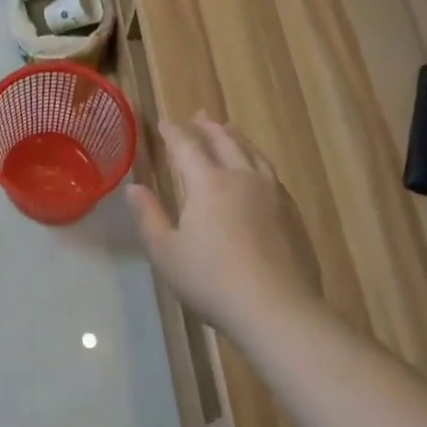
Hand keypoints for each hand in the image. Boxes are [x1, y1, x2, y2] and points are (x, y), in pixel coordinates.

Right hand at [126, 114, 323, 331]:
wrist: (277, 310)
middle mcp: (241, 178)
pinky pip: (271, 173)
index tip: (163, 123)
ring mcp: (272, 194)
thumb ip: (148, 216)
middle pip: (224, 141)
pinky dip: (257, 161)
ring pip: (252, 153)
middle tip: (198, 116)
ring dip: (236, 138)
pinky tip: (257, 171)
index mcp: (207, 183)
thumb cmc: (211, 280)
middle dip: (207, 127)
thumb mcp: (165, 252)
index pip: (186, 146)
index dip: (173, 132)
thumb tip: (134, 188)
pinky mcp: (292, 213)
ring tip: (229, 130)